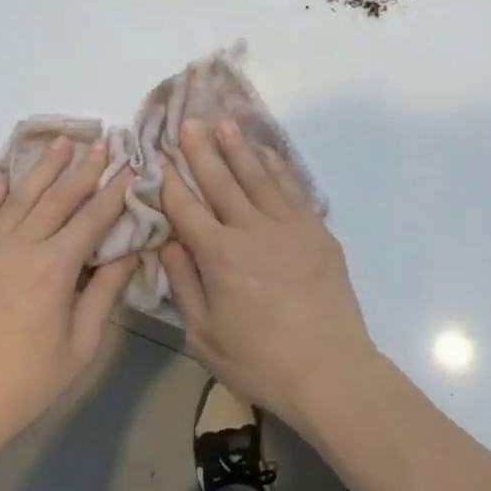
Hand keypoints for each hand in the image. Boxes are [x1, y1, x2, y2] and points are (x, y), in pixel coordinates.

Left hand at [0, 138, 135, 471]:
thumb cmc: (25, 385)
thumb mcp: (80, 346)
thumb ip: (105, 293)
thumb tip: (130, 253)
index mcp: (55, 268)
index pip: (93, 217)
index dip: (114, 190)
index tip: (130, 166)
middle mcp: (20, 247)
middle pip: (58, 197)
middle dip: (84, 168)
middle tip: (103, 142)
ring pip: (19, 197)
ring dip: (44, 168)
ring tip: (62, 143)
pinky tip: (8, 174)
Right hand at [159, 119, 377, 431]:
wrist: (330, 368)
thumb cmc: (260, 361)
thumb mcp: (205, 335)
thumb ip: (184, 285)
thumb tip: (167, 243)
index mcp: (219, 256)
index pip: (187, 209)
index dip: (170, 182)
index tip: (159, 158)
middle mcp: (252, 230)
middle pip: (221, 182)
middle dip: (201, 151)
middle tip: (189, 122)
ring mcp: (289, 226)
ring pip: (257, 177)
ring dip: (238, 149)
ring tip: (223, 123)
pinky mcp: (316, 230)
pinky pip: (292, 189)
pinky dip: (277, 168)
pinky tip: (266, 153)